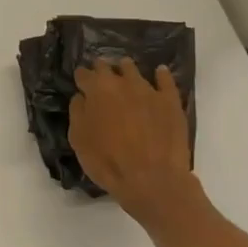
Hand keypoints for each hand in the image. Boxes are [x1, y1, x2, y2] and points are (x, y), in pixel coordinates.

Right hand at [68, 58, 197, 223]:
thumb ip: (77, 112)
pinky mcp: (170, 101)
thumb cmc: (108, 161)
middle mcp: (122, 83)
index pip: (83, 74)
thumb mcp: (79, 140)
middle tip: (100, 80)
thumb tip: (82, 97)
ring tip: (124, 75)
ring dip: (125, 70)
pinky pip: (166, 80)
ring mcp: (148, 90)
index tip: (80, 84)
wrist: (152, 179)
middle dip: (101, 71)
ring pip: (134, 70)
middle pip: (107, 67)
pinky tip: (159, 73)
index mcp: (97, 90)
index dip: (81, 78)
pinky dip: (160, 75)